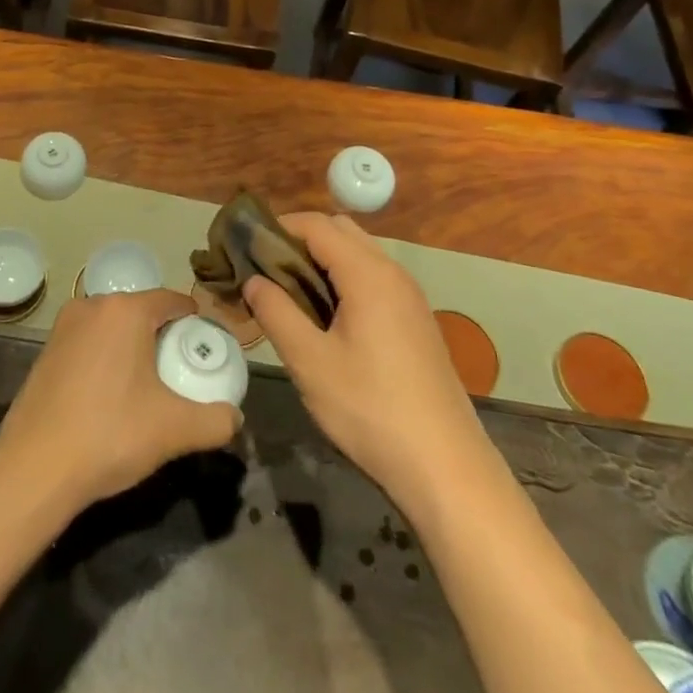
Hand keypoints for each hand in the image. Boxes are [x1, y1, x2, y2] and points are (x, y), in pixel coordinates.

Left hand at [0, 289, 240, 509]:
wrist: (34, 468)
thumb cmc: (110, 435)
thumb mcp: (175, 430)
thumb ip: (216, 420)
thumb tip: (234, 417)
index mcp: (126, 310)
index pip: (173, 301)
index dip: (194, 323)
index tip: (205, 350)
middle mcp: (92, 305)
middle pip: (142, 312)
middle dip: (163, 337)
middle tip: (180, 374)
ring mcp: (64, 326)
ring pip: (114, 328)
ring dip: (133, 348)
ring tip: (147, 389)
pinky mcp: (45, 350)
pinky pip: (89, 343)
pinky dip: (106, 359)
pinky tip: (110, 397)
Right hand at [244, 213, 484, 515]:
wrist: (445, 467)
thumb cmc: (370, 409)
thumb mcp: (310, 362)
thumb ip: (276, 312)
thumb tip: (252, 280)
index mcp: (368, 274)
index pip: (316, 224)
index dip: (278, 228)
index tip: (246, 249)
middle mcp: (393, 273)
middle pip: (340, 231)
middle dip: (300, 241)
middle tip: (267, 272)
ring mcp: (409, 297)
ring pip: (359, 255)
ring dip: (322, 262)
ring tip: (289, 295)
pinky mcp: (416, 321)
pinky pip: (374, 279)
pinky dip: (344, 281)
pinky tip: (326, 319)